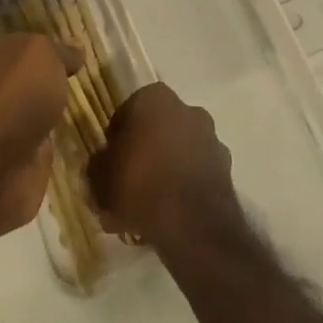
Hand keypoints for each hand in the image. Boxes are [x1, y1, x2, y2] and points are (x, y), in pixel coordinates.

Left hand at [0, 34, 78, 239]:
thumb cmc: (19, 94)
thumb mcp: (44, 55)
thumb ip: (60, 51)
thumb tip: (75, 49)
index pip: (29, 44)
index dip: (53, 47)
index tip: (81, 53)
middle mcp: (1, 87)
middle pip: (34, 78)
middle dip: (57, 80)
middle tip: (91, 79)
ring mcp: (9, 125)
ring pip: (40, 110)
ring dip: (60, 112)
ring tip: (92, 108)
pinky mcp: (21, 157)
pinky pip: (46, 141)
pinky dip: (60, 141)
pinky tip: (82, 136)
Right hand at [88, 83, 240, 248]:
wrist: (192, 225)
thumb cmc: (140, 184)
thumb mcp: (100, 177)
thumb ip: (96, 168)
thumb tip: (98, 170)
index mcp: (154, 97)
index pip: (128, 112)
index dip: (115, 139)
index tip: (109, 163)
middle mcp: (186, 109)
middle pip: (156, 131)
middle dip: (143, 154)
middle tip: (126, 186)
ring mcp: (210, 139)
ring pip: (178, 153)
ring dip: (164, 173)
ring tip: (146, 209)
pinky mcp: (226, 169)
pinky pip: (195, 175)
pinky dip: (184, 190)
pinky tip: (168, 218)